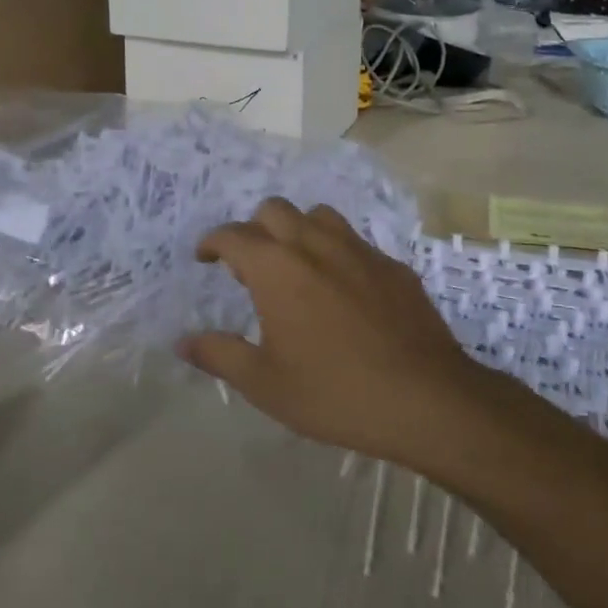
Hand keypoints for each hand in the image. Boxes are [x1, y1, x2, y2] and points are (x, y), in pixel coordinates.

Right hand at [177, 199, 487, 467]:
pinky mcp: (393, 265)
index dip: (213, 242)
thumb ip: (220, 355)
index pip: (233, 235)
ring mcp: (360, 250)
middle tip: (250, 267)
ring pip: (319, 216)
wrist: (424, 397)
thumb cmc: (334, 392)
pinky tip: (344, 290)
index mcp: (277, 268)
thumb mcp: (265, 384)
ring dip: (298, 231)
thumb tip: (183, 342)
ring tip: (296, 267)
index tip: (205, 258)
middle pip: (274, 210)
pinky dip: (337, 253)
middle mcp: (315, 244)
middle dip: (254, 230)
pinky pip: (355, 242)